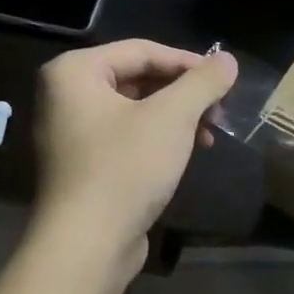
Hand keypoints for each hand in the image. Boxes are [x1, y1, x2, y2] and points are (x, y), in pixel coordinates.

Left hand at [32, 40, 236, 277]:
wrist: (88, 243)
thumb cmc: (126, 168)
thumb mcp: (173, 117)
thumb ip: (203, 82)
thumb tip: (228, 60)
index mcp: (75, 72)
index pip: (142, 51)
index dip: (188, 62)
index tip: (224, 81)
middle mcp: (65, 96)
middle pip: (137, 79)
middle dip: (183, 94)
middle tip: (218, 111)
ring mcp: (71, 133)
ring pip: (135, 110)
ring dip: (176, 118)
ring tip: (208, 136)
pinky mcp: (83, 166)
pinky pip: (126, 137)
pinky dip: (158, 140)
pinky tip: (185, 155)